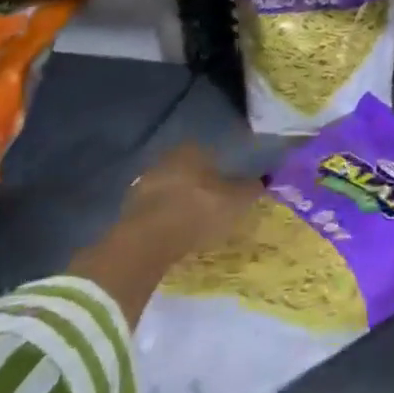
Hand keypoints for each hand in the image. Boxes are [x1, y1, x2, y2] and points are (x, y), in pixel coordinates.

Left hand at [119, 142, 262, 267]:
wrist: (147, 242)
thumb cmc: (198, 210)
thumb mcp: (237, 200)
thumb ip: (251, 188)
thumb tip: (264, 179)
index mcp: (191, 150)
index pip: (210, 152)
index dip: (222, 168)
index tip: (230, 184)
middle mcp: (166, 160)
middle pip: (189, 171)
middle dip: (200, 185)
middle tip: (215, 204)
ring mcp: (143, 184)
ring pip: (170, 190)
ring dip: (181, 203)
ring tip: (197, 223)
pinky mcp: (129, 211)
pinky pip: (156, 211)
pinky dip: (166, 219)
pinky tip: (177, 234)